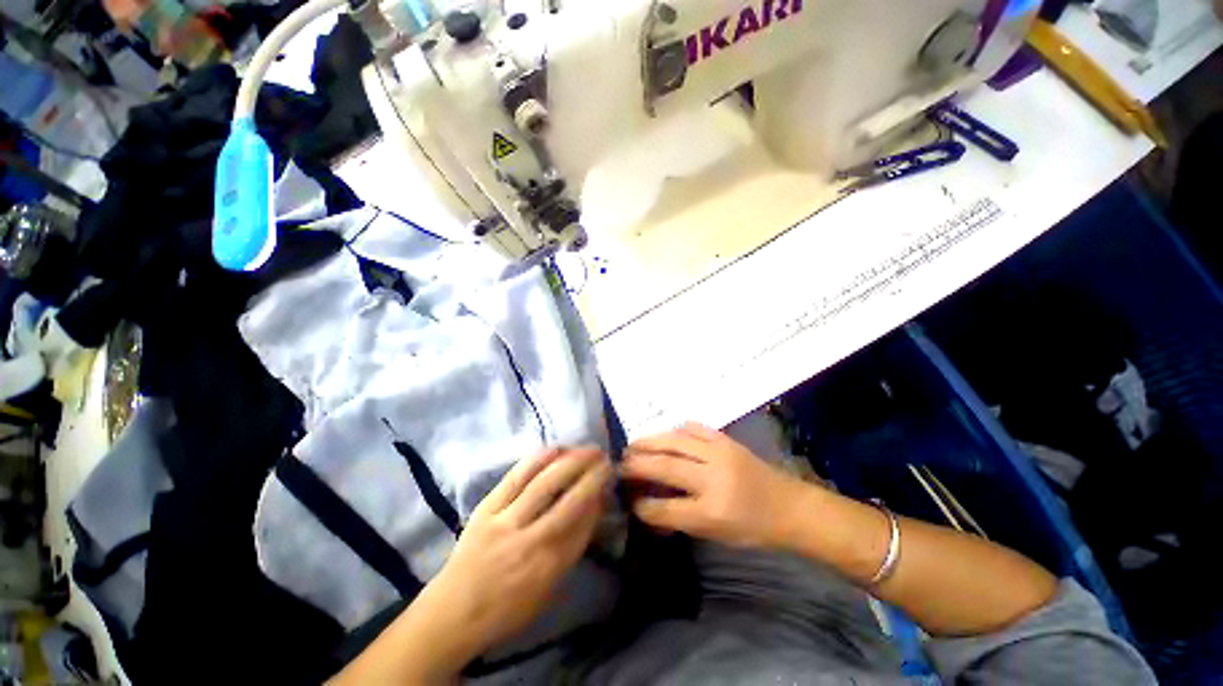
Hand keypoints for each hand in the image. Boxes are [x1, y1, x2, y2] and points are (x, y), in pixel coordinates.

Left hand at [421, 447, 611, 661]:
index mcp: (549, 568)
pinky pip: (515, 479)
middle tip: (605, 457)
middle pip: (569, 501)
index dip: (599, 495)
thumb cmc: (507, 608)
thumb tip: (593, 507)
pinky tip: (554, 449)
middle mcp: (530, 543)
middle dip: (591, 474)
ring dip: (570, 462)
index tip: (610, 476)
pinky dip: (537, 460)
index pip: (583, 523)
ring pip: (544, 484)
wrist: (452, 613)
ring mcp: (505, 522)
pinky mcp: (485, 509)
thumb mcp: (548, 588)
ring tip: (586, 449)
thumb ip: (573, 546)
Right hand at [622, 423, 810, 547]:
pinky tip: (666, 434)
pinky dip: (676, 430)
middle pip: (666, 466)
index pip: (667, 508)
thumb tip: (648, 507)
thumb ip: (681, 519)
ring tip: (634, 444)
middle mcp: (713, 478)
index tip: (629, 500)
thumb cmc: (754, 527)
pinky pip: (694, 428)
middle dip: (638, 464)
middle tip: (620, 463)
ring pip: (675, 441)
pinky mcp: (725, 439)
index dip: (644, 505)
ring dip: (650, 441)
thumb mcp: (717, 535)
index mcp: (713, 511)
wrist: (790, 505)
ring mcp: (719, 453)